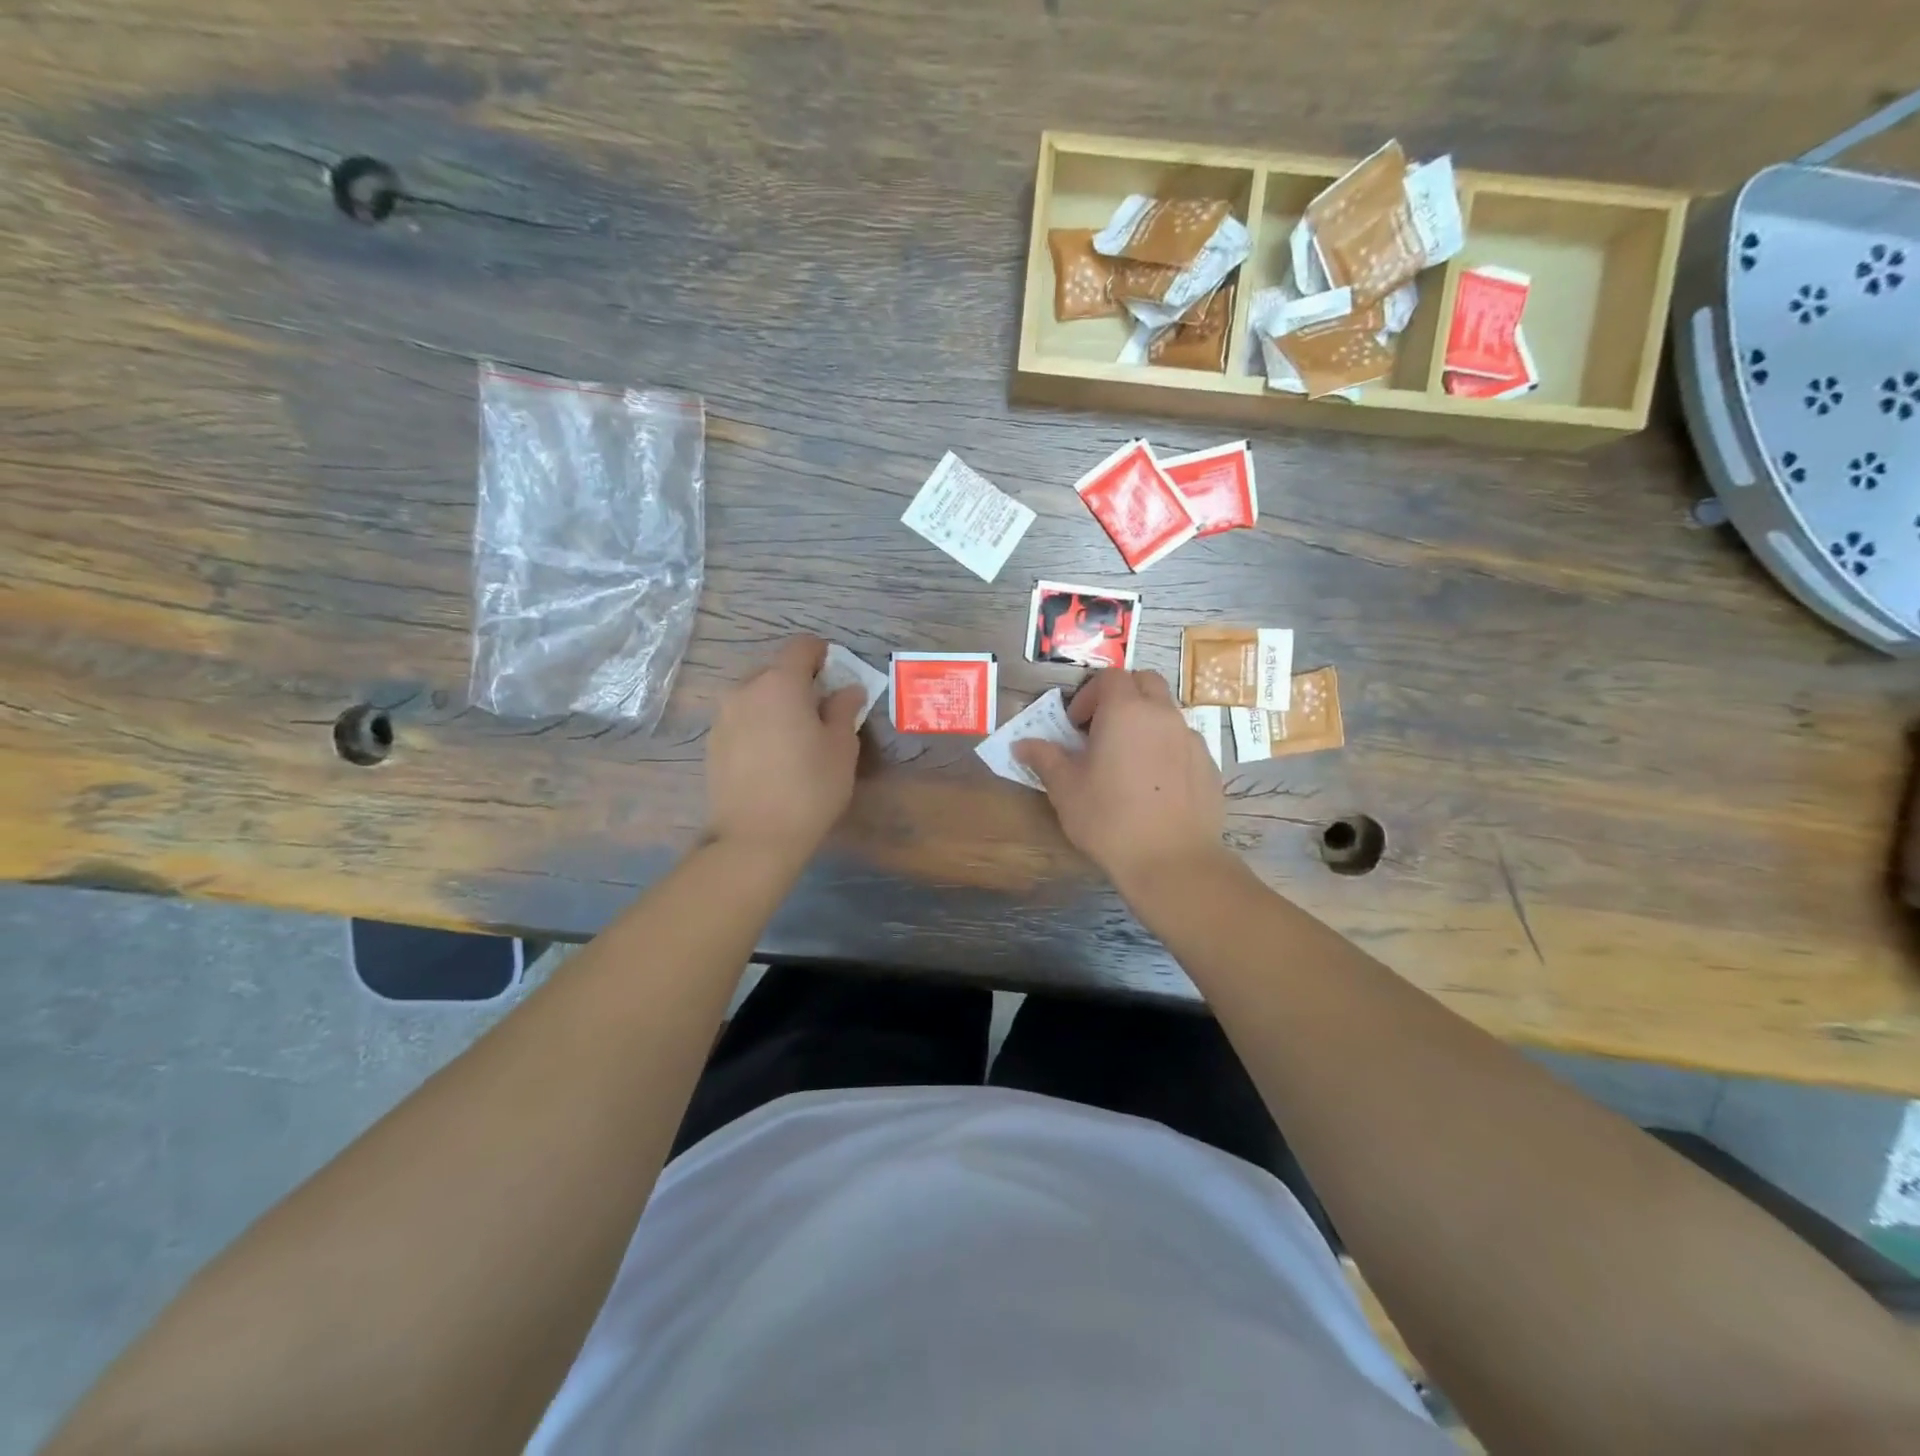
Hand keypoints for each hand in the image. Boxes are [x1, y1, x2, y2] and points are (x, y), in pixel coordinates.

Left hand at [705, 636, 864, 860]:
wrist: (754, 838)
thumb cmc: (809, 788)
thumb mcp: (841, 748)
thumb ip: (844, 709)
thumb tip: (847, 690)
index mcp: (780, 683)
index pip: (801, 647)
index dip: (821, 653)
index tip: (836, 672)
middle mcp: (745, 690)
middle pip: (775, 669)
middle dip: (798, 681)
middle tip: (819, 710)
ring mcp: (723, 716)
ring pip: (755, 694)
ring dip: (776, 703)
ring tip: (795, 735)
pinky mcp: (712, 743)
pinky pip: (741, 718)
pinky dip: (759, 723)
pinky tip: (773, 755)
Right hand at [1013, 669, 1228, 890]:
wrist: (1172, 860)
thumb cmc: (1108, 819)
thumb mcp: (1065, 789)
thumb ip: (1044, 759)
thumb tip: (1022, 745)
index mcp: (1125, 711)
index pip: (1109, 676)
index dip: (1089, 694)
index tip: (1076, 725)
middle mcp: (1163, 715)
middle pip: (1145, 682)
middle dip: (1122, 696)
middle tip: (1102, 729)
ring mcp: (1191, 739)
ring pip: (1167, 712)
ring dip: (1146, 722)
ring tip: (1128, 760)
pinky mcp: (1209, 766)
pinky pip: (1184, 743)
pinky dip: (1167, 750)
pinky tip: (1154, 786)